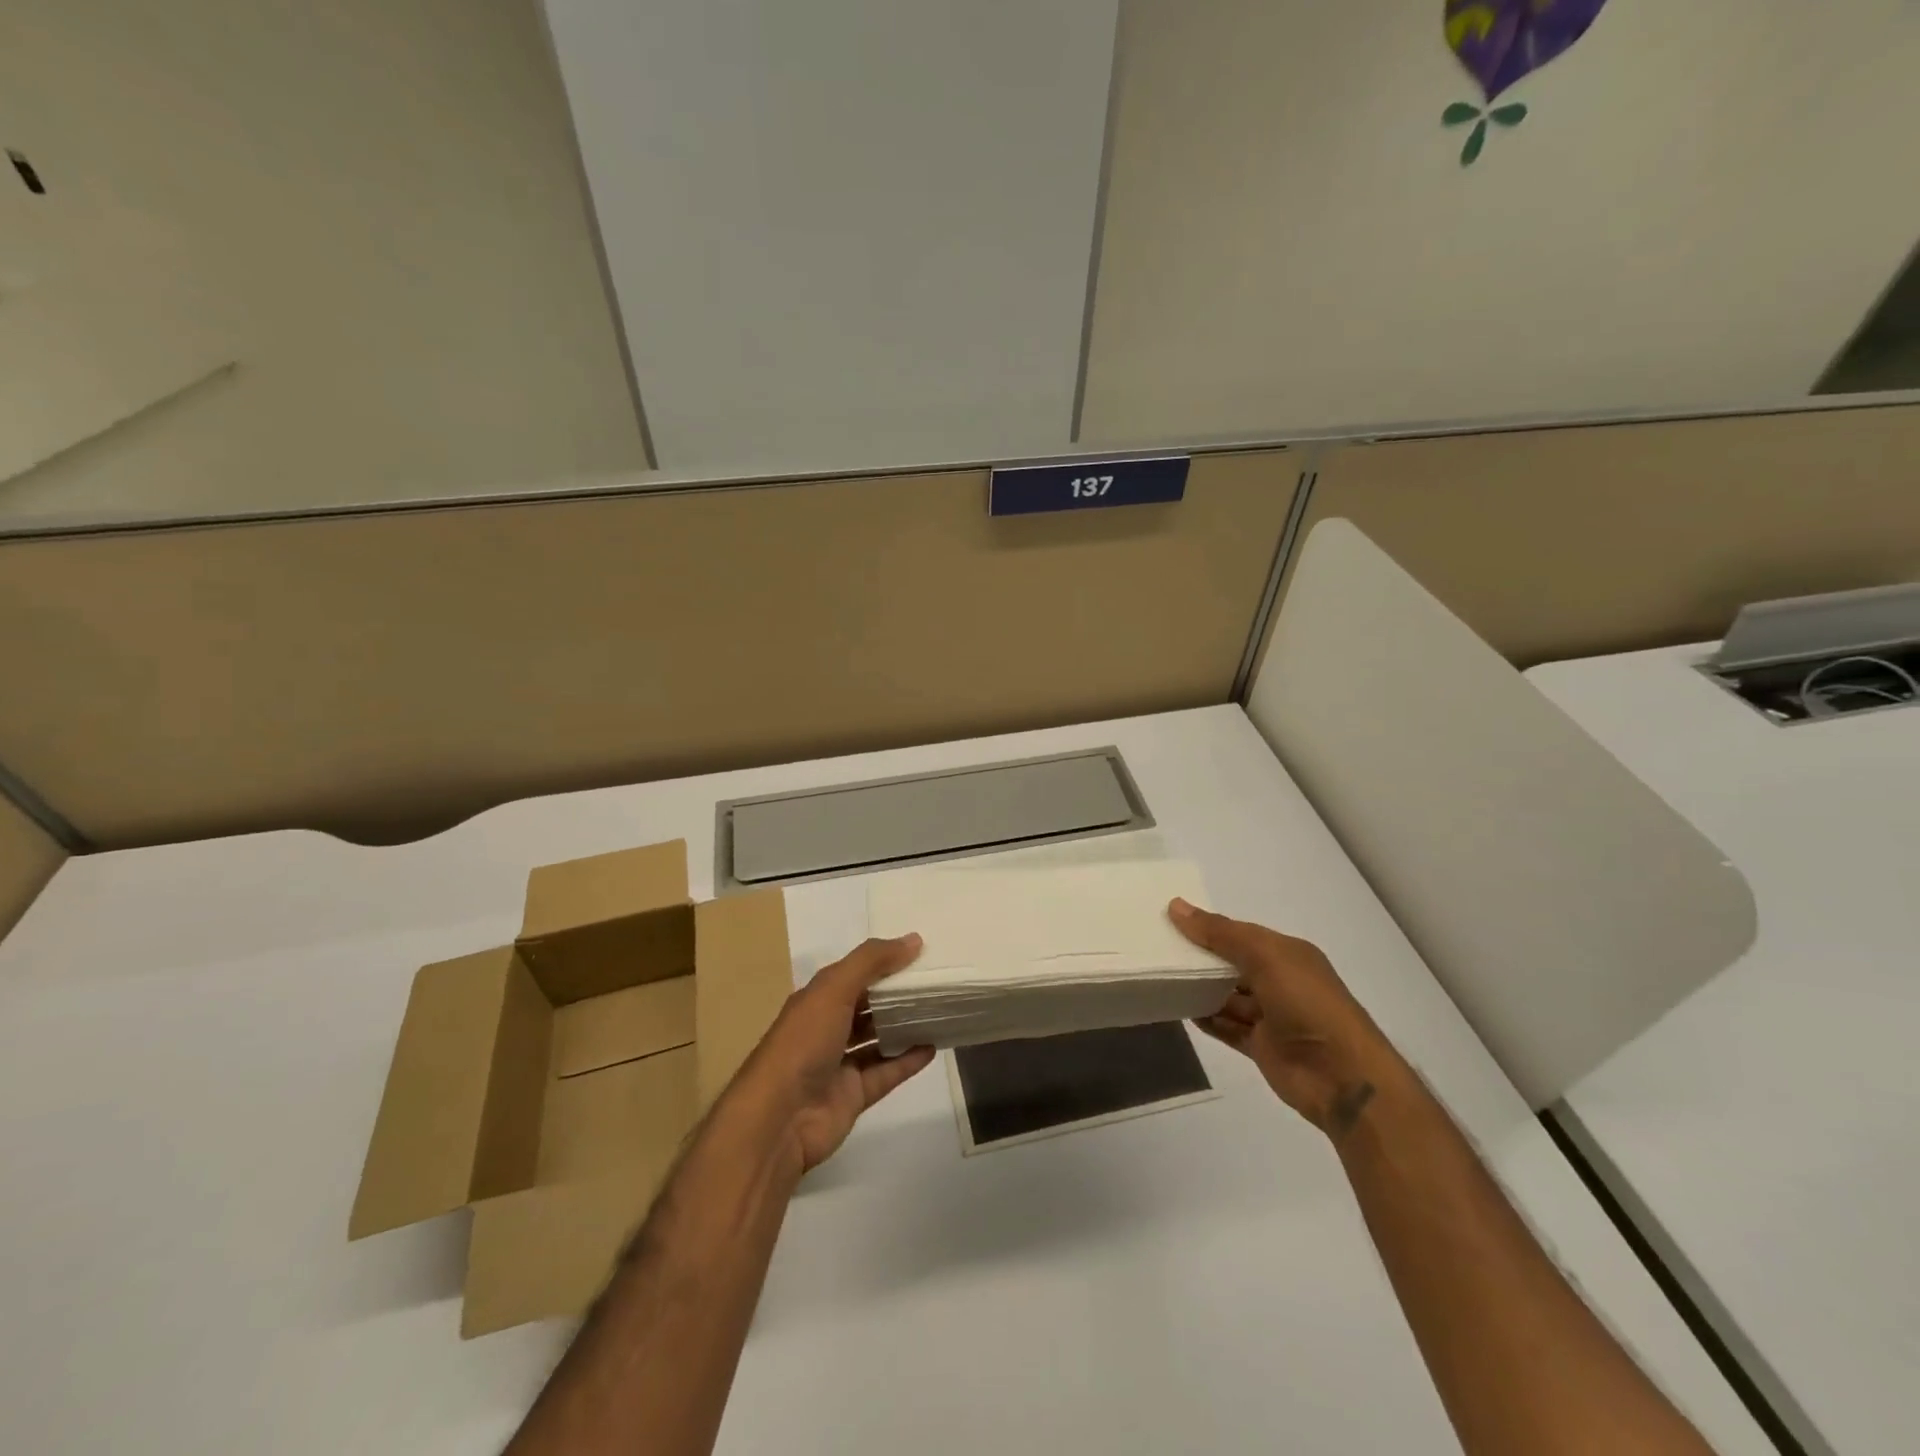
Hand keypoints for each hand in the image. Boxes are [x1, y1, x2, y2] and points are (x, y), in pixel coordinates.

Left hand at [725, 934, 935, 1177]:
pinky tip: (933, 1047)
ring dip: (904, 1027)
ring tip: (939, 1011)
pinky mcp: (853, 1095)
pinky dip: (907, 1061)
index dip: (883, 962)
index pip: (854, 973)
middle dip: (896, 994)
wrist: (778, 1119)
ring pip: (877, 1040)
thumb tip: (914, 940)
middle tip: (937, 982)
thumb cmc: (803, 1043)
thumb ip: (872, 962)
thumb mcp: (834, 989)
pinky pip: (886, 1073)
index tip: (920, 953)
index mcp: (817, 1000)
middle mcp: (827, 1028)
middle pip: (867, 1006)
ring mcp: (839, 1064)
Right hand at [1169, 899, 1402, 1139]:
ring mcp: (1271, 1016)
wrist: (1342, 1077)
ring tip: (1162, 977)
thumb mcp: (1264, 956)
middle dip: (1201, 957)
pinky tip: (1180, 1009)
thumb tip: (1176, 906)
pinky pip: (1227, 1026)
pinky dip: (1206, 1019)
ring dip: (1200, 989)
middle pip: (1232, 964)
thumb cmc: (1307, 1004)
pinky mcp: (1261, 1046)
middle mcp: (1280, 981)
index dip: (1209, 927)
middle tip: (1157, 948)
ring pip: (1227, 996)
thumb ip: (1220, 933)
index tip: (1170, 920)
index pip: (1240, 934)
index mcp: (1287, 954)